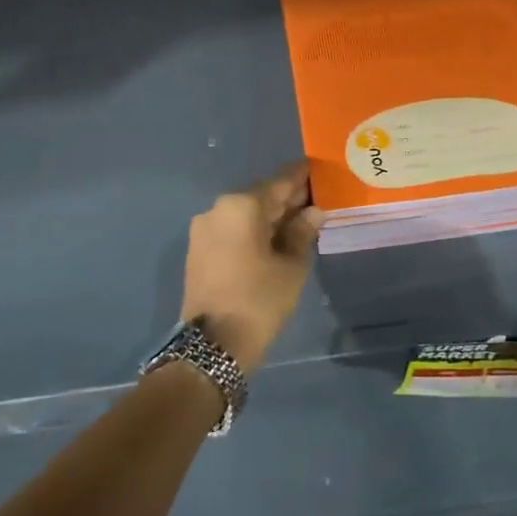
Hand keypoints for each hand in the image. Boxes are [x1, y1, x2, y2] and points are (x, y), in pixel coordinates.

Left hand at [180, 162, 326, 371]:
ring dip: (269, 216)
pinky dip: (252, 230)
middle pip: (260, 196)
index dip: (302, 176)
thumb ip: (303, 232)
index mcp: (242, 205)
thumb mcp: (291, 266)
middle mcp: (219, 208)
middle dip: (287, 198)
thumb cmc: (259, 300)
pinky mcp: (198, 249)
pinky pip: (231, 229)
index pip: (280, 182)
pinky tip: (273, 239)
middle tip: (315, 200)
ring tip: (298, 222)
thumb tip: (313, 211)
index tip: (319, 170)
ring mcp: (204, 228)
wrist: (213, 346)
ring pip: (245, 213)